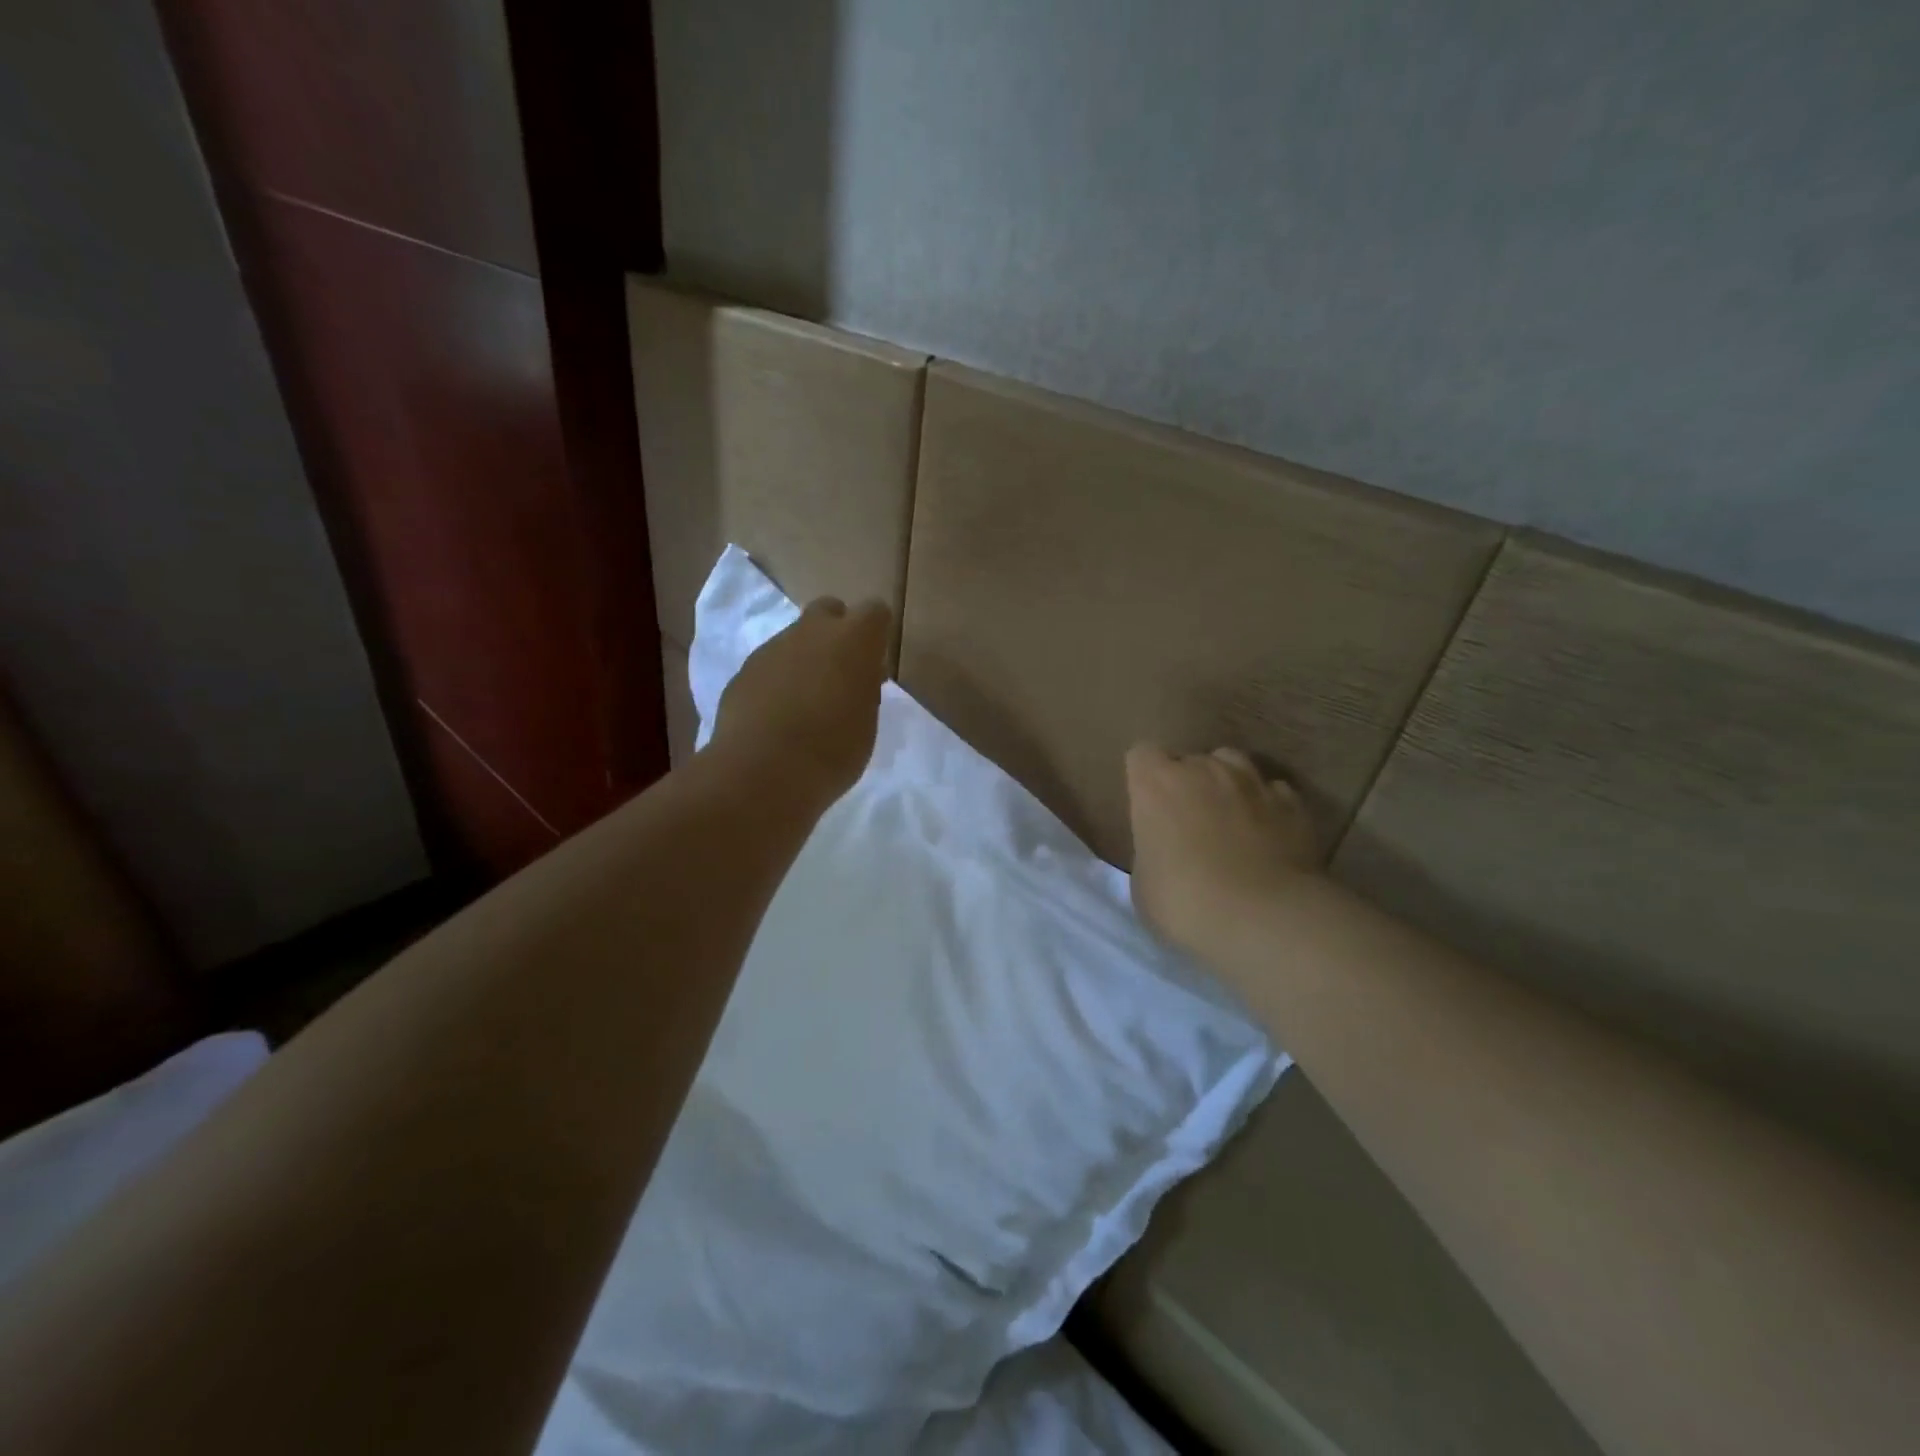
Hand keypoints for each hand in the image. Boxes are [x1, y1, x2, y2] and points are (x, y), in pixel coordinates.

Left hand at [711, 597, 890, 804]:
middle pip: (828, 610)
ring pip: (795, 639)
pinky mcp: (744, 671)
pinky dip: (777, 682)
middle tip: (840, 675)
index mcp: (853, 640)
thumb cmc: (832, 751)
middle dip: (836, 633)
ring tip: (805, 705)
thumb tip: (856, 680)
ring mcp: (772, 648)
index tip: (874, 666)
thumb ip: (863, 691)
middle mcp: (811, 632)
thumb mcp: (867, 723)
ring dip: (804, 660)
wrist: (762, 771)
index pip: (875, 612)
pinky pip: (769, 666)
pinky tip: (777, 717)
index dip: (876, 635)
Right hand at [1125, 744, 1319, 956]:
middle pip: (1189, 759)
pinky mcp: (1293, 804)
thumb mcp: (1144, 883)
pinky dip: (1267, 807)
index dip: (1144, 778)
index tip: (1147, 806)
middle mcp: (1204, 770)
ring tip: (1228, 818)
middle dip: (1187, 782)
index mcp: (1157, 784)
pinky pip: (1273, 792)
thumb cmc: (1185, 902)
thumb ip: (1151, 851)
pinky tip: (1267, 835)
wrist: (1264, 918)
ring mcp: (1252, 783)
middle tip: (1187, 822)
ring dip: (1227, 784)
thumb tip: (1165, 849)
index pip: (1142, 755)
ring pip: (1234, 763)